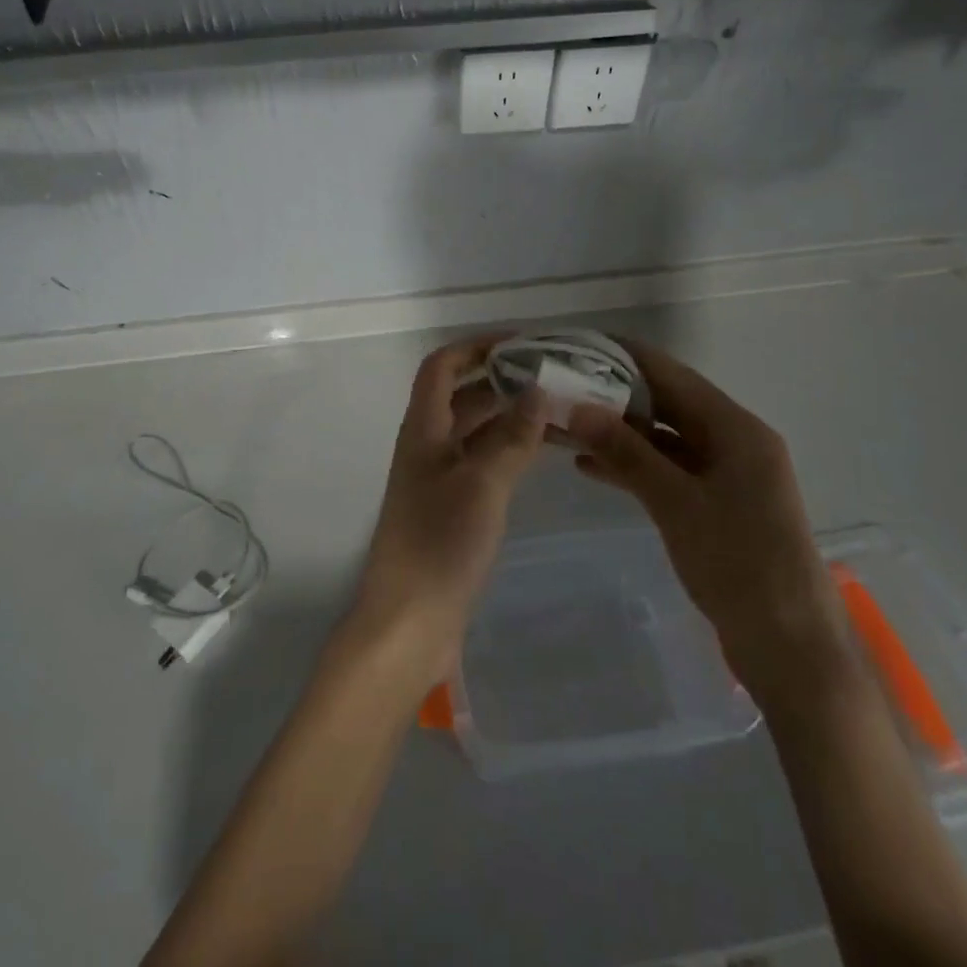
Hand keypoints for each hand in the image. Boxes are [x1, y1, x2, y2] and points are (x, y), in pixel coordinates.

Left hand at [346, 334, 546, 683]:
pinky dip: (508, 450)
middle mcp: (427, 446)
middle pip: (461, 396)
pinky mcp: (452, 509)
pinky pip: (482, 463)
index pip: (442, 367)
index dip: (475, 347)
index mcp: (423, 429)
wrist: (408, 623)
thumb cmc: (439, 544)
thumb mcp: (482, 484)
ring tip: (557, 410)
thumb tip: (538, 390)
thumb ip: (512, 437)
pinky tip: (540, 453)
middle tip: (552, 376)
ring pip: (475, 431)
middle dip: (501, 380)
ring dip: (509, 416)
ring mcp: (439, 479)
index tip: (521, 343)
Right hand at [566, 340, 843, 707]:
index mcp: (736, 428)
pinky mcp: (717, 505)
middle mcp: (734, 441)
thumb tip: (577, 407)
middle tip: (561, 387)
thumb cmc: (739, 565)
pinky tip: (591, 468)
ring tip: (566, 427)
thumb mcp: (676, 503)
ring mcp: (727, 475)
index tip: (576, 346)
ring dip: (620, 433)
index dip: (624, 357)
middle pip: (667, 403)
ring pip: (664, 439)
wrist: (792, 649)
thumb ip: (626, 452)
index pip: (671, 374)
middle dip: (615, 395)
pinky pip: (669, 471)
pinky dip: (634, 466)